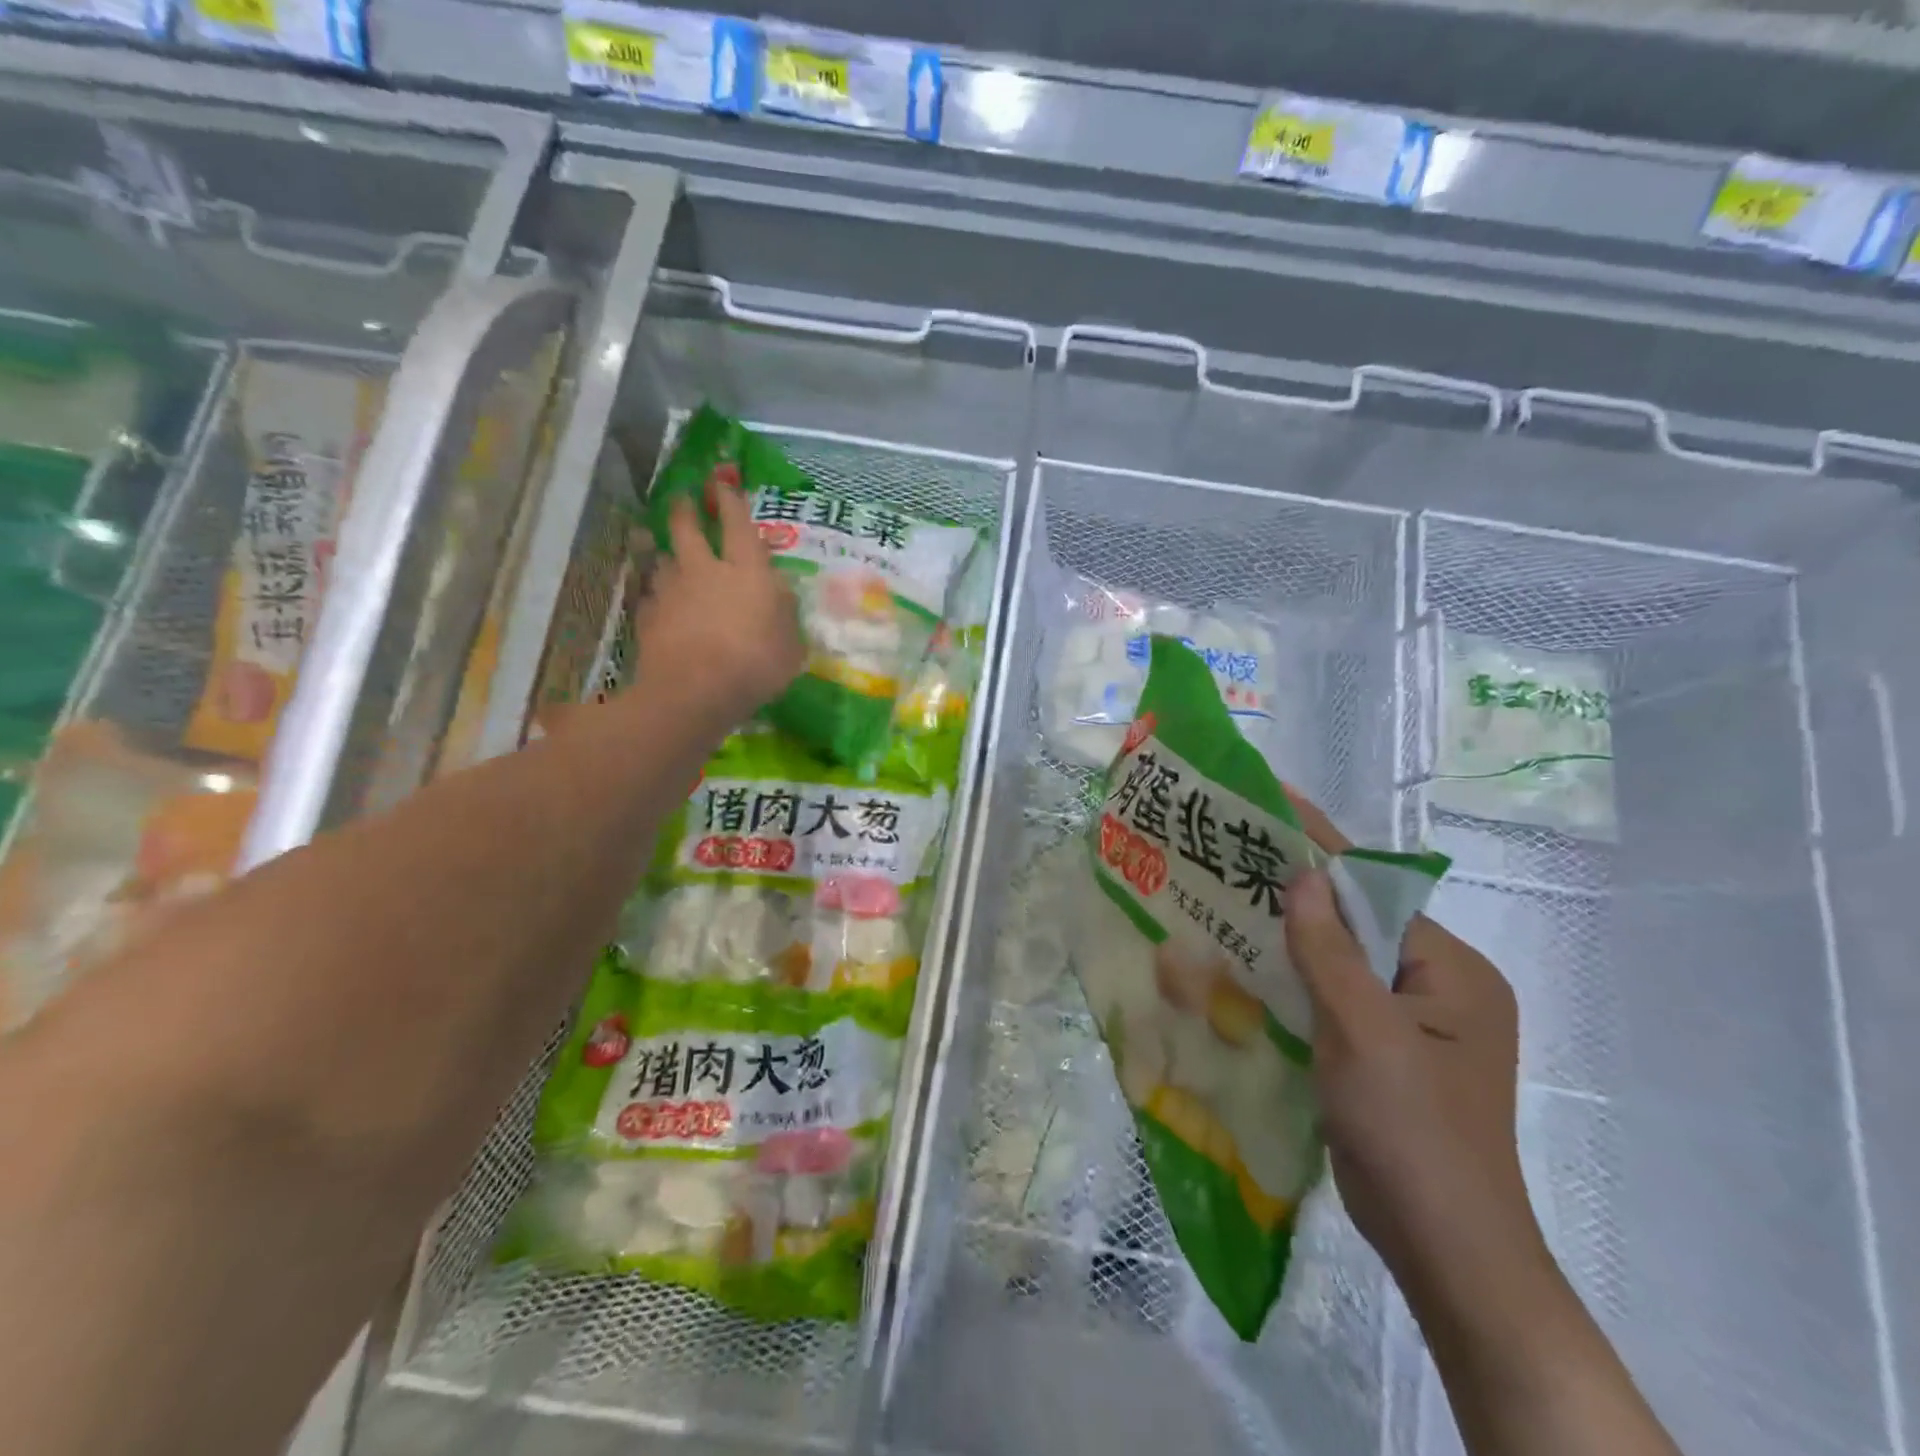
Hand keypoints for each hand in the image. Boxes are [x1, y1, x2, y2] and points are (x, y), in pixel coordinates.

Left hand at [635, 478, 803, 727]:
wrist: (693, 692)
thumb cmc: (755, 666)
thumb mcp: (791, 645)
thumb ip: (785, 614)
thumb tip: (779, 592)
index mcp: (746, 571)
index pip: (737, 524)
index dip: (730, 500)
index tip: (722, 482)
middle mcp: (705, 571)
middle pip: (687, 528)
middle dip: (685, 510)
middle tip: (684, 501)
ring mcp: (670, 592)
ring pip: (663, 559)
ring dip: (666, 555)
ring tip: (668, 557)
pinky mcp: (647, 616)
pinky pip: (650, 596)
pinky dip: (655, 596)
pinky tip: (659, 605)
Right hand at [1280, 792, 1549, 1316]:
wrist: (1443, 1249)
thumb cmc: (1412, 1131)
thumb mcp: (1365, 1033)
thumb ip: (1330, 952)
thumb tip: (1304, 877)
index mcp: (1451, 972)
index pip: (1378, 892)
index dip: (1324, 847)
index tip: (1276, 802)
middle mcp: (1437, 990)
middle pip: (1357, 924)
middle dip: (1297, 894)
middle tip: (1234, 857)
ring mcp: (1410, 1026)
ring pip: (1340, 963)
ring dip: (1290, 940)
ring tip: (1227, 903)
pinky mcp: (1382, 1056)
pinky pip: (1332, 1000)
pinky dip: (1294, 982)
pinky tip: (1245, 971)